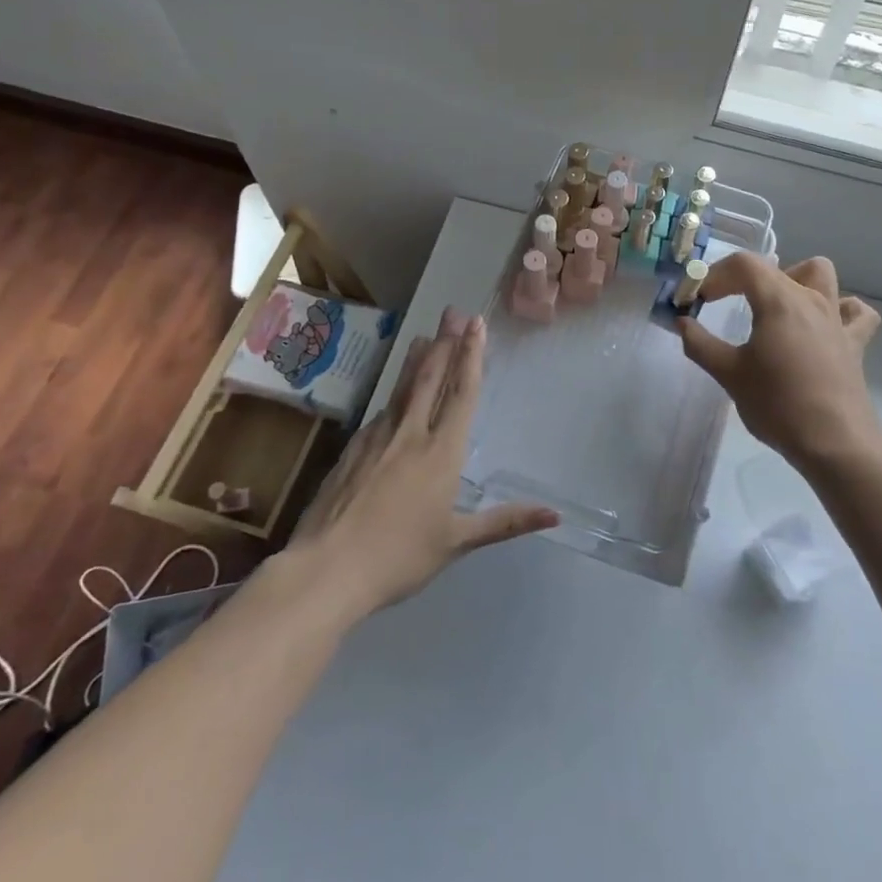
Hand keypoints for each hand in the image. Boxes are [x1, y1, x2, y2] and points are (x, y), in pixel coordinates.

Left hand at [289, 307, 558, 615]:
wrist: (327, 568)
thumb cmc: (399, 557)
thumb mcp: (457, 542)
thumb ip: (505, 523)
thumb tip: (555, 515)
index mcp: (441, 452)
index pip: (461, 394)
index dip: (471, 357)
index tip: (477, 325)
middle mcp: (410, 434)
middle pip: (431, 378)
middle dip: (446, 344)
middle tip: (453, 313)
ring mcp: (377, 438)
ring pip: (402, 389)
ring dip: (417, 360)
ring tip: (425, 336)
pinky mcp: (352, 450)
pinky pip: (382, 411)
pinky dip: (394, 393)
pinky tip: (394, 395)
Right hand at [679, 254, 881, 471]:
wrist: (834, 442)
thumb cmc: (777, 404)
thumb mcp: (728, 374)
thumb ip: (700, 343)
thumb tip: (682, 323)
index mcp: (778, 300)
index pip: (743, 265)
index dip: (714, 274)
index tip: (696, 299)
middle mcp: (810, 299)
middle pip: (774, 267)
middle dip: (741, 278)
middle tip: (723, 302)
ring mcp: (837, 319)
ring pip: (821, 274)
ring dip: (795, 279)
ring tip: (775, 304)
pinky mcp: (855, 343)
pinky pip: (855, 312)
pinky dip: (840, 309)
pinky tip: (824, 324)